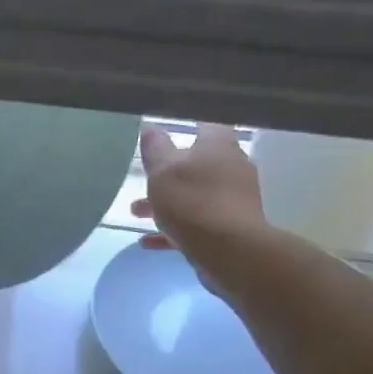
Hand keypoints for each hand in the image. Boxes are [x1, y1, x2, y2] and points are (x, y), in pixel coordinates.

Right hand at [131, 125, 267, 261]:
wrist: (229, 250)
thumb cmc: (193, 202)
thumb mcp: (163, 171)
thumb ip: (155, 148)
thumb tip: (151, 127)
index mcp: (219, 145)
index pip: (206, 123)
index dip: (187, 123)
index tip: (167, 130)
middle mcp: (233, 166)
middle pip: (198, 163)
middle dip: (168, 173)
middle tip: (144, 180)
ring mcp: (235, 198)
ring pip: (195, 194)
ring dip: (167, 202)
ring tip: (137, 213)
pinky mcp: (231, 226)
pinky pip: (198, 223)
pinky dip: (174, 229)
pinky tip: (149, 242)